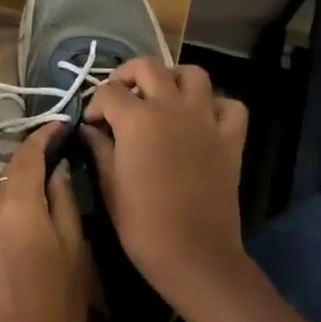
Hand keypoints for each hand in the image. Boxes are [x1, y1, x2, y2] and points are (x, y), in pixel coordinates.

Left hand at [0, 124, 88, 321]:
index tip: (60, 126)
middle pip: (8, 178)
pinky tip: (20, 249)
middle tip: (58, 172)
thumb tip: (58, 171)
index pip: (27, 154)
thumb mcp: (75, 253)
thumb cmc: (56, 308)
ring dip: (17, 201)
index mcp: (16, 204)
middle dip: (31, 170)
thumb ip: (64, 202)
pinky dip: (3, 226)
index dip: (43, 136)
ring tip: (42, 216)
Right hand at [82, 59, 250, 316]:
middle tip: (120, 98)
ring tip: (161, 98)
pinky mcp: (230, 139)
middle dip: (128, 75)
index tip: (92, 124)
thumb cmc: (142, 223)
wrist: (194, 254)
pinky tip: (201, 119)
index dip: (95, 105)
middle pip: (148, 67)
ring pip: (193, 74)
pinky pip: (230, 106)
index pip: (108, 91)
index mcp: (137, 118)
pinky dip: (216, 105)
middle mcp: (171, 107)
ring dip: (173, 78)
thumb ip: (98, 148)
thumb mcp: (108, 184)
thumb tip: (89, 130)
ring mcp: (205, 120)